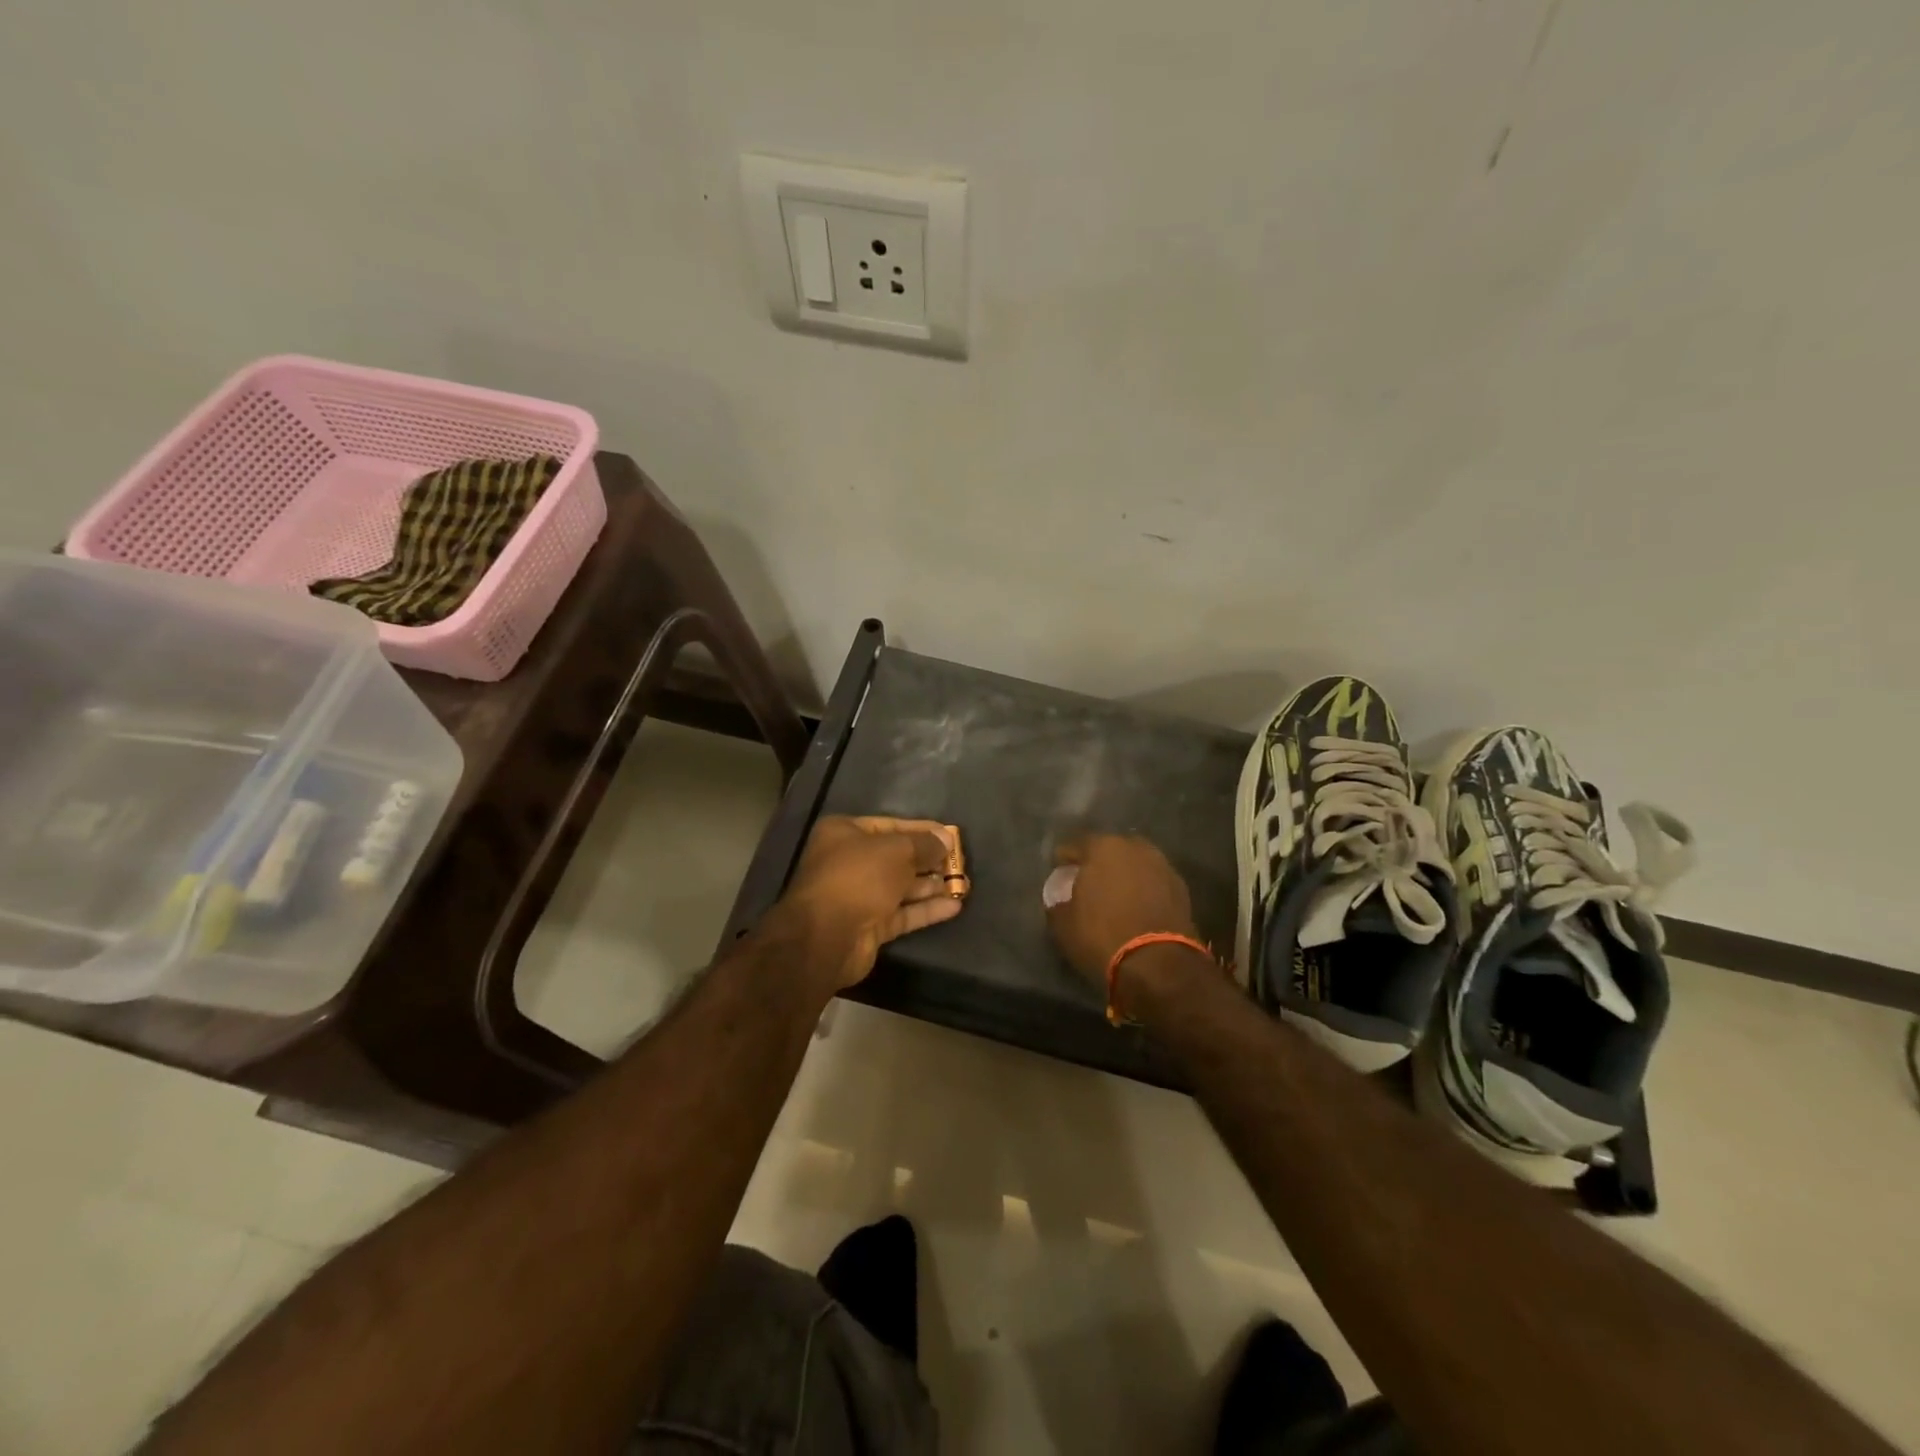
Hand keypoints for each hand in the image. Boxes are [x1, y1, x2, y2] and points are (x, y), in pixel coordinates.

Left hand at [773, 816, 962, 992]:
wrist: (826, 936)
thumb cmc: (859, 877)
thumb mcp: (896, 850)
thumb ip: (924, 844)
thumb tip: (946, 838)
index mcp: (844, 834)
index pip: (890, 825)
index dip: (922, 830)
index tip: (950, 835)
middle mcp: (849, 862)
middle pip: (896, 857)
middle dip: (929, 860)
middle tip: (960, 862)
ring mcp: (858, 896)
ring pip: (901, 887)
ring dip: (931, 886)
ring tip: (964, 884)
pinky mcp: (869, 926)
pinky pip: (902, 913)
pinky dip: (926, 909)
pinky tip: (955, 906)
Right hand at [1044, 834, 1198, 984]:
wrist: (1158, 964)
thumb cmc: (1102, 936)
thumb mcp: (1063, 925)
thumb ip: (1057, 904)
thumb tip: (1060, 900)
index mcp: (1102, 847)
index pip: (1075, 844)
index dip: (1063, 858)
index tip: (1057, 870)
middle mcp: (1135, 847)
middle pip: (1109, 849)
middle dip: (1097, 862)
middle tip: (1087, 880)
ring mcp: (1162, 865)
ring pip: (1134, 864)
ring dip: (1124, 874)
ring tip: (1114, 894)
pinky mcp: (1181, 888)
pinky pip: (1153, 882)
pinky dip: (1143, 889)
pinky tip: (1136, 907)